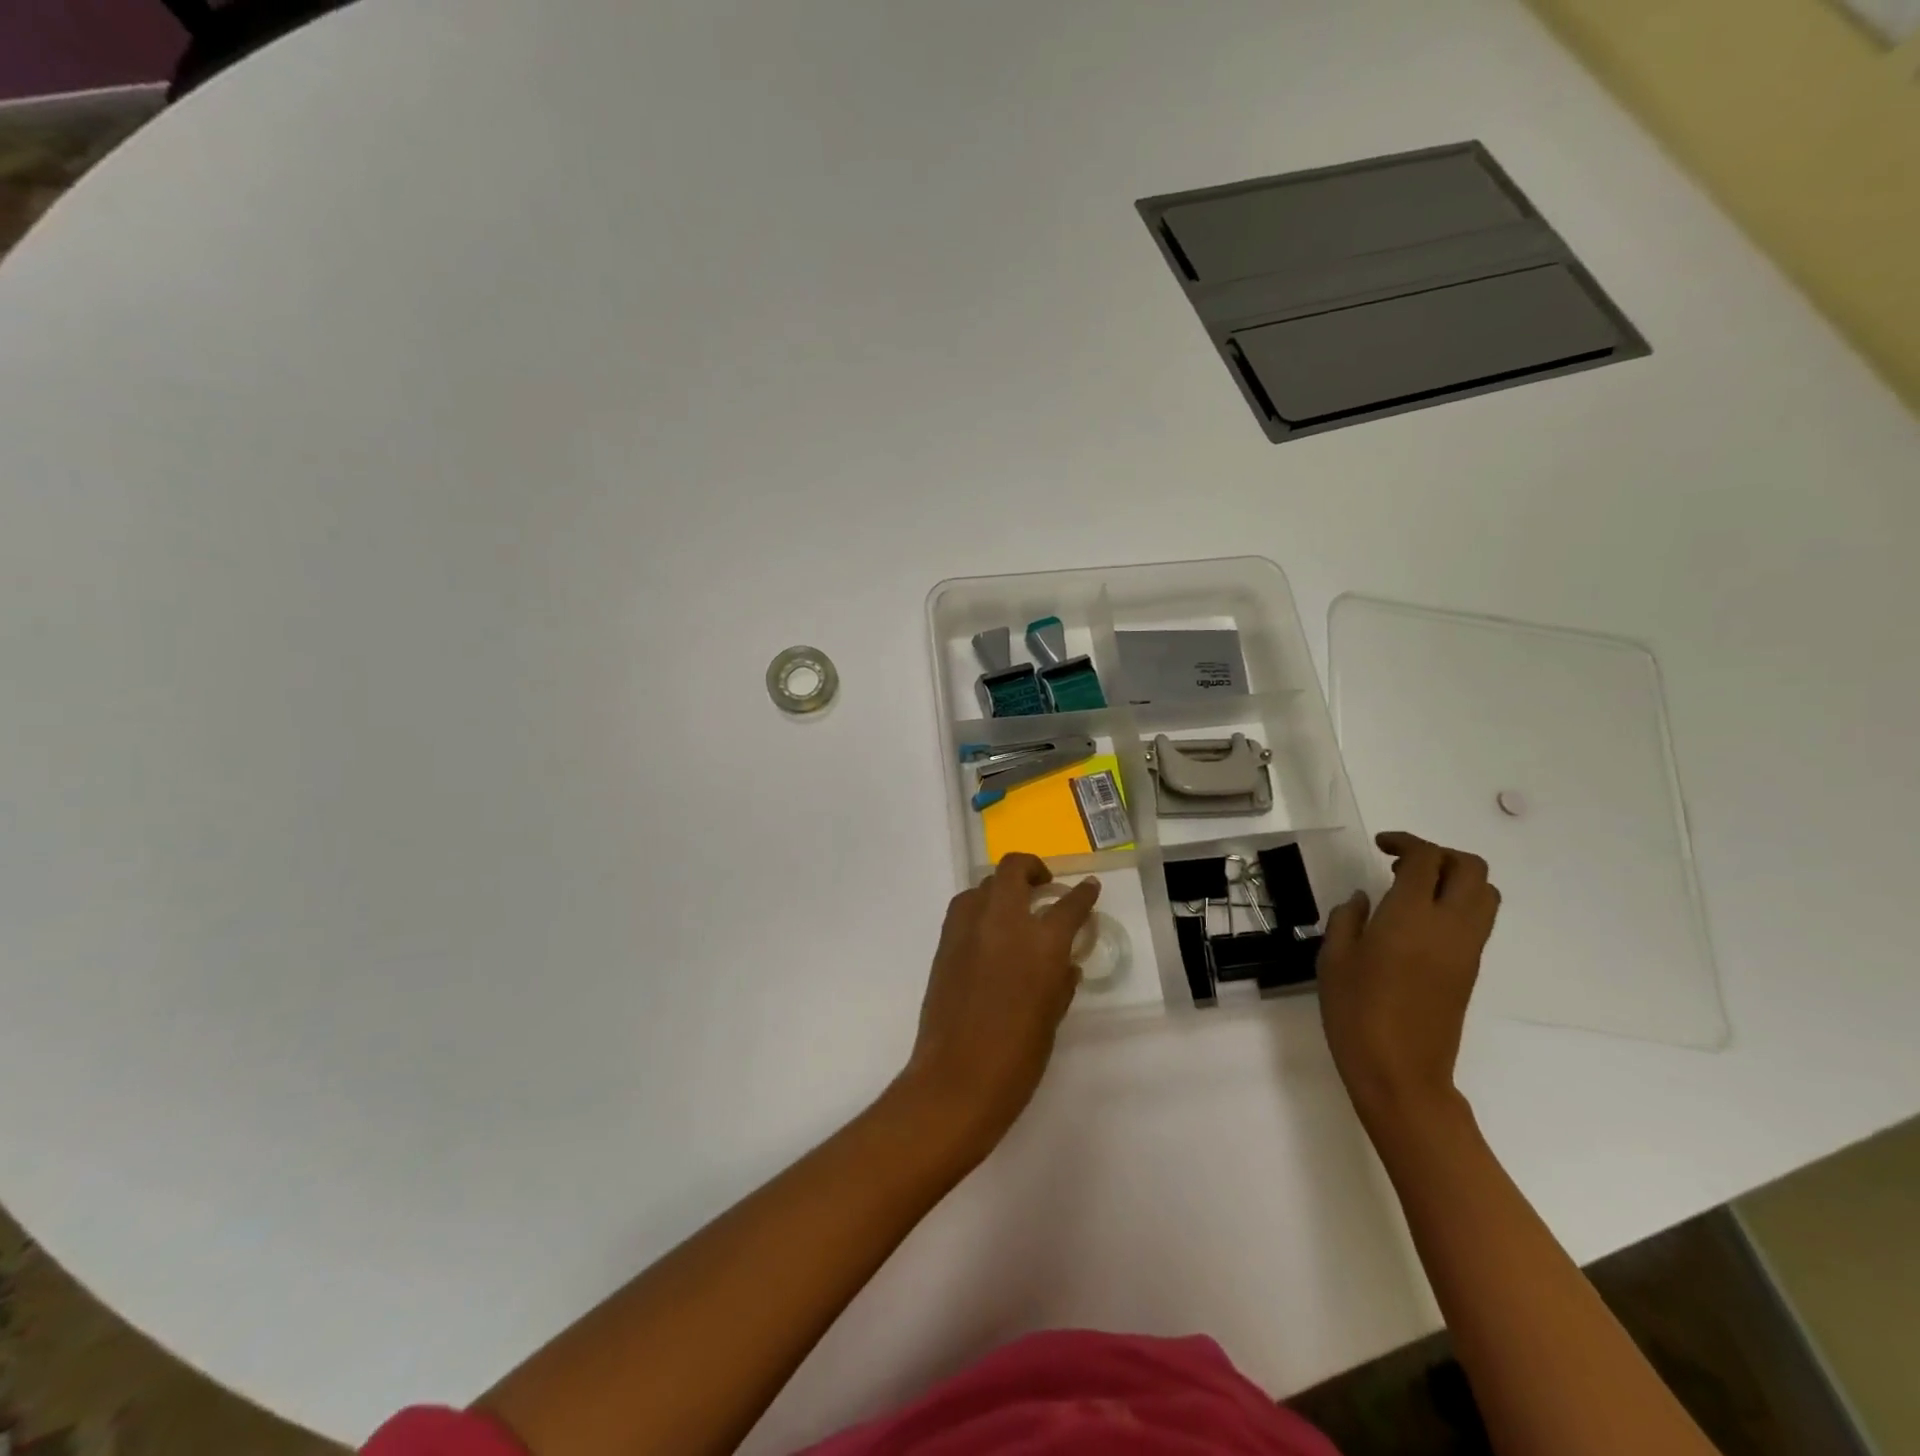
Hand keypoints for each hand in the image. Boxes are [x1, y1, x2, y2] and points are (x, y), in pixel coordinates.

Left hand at [898, 854, 1099, 1159]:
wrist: (957, 1078)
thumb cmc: (1017, 1057)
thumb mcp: (1051, 1017)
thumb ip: (1060, 982)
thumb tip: (1063, 964)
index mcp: (1042, 943)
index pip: (1070, 905)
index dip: (1083, 893)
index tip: (1088, 887)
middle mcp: (1004, 923)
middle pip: (1014, 870)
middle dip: (1031, 868)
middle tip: (1043, 885)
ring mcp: (969, 928)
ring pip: (983, 885)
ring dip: (1001, 888)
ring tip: (1012, 909)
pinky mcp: (944, 942)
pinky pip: (964, 909)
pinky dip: (978, 909)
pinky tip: (987, 932)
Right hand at [1317, 832, 1500, 1131]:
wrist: (1400, 1072)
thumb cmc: (1356, 1011)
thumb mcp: (1334, 958)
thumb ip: (1348, 919)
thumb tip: (1363, 900)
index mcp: (1411, 916)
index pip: (1426, 859)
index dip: (1406, 842)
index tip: (1380, 846)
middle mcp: (1450, 925)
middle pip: (1470, 868)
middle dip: (1439, 854)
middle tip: (1400, 861)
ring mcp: (1466, 949)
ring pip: (1484, 894)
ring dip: (1455, 878)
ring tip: (1412, 888)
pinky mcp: (1470, 970)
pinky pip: (1477, 920)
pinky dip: (1456, 903)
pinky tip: (1416, 920)